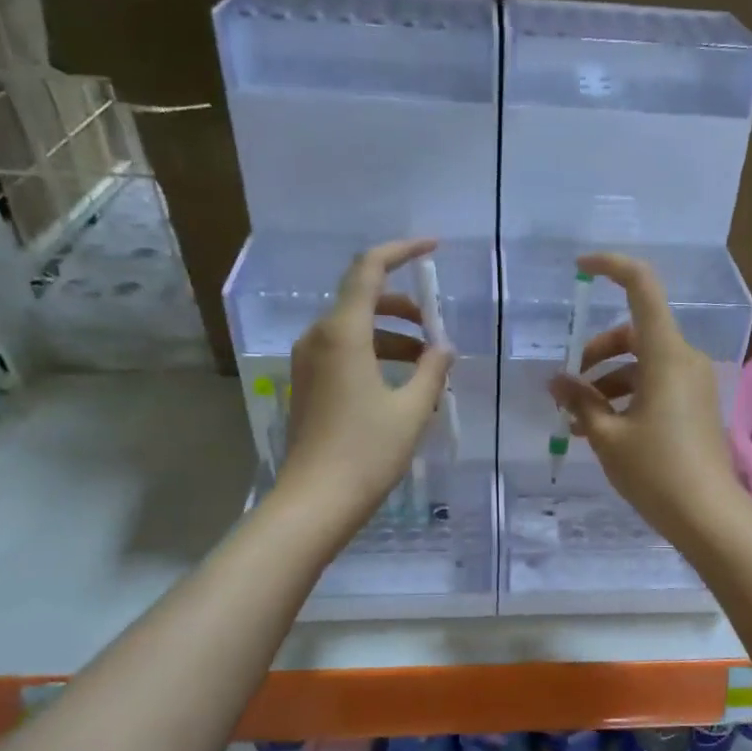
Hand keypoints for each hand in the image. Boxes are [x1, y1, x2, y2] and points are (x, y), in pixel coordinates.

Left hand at [279, 239, 453, 535]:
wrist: (315, 502)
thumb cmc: (367, 452)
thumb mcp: (412, 410)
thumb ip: (432, 370)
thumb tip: (443, 348)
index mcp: (343, 333)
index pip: (369, 269)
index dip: (402, 250)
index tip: (433, 248)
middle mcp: (318, 338)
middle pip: (362, 299)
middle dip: (404, 307)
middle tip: (436, 330)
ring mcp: (308, 362)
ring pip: (354, 329)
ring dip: (392, 337)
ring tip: (428, 366)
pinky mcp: (308, 385)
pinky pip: (344, 353)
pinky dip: (375, 355)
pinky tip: (401, 386)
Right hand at [549, 252, 739, 541]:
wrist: (708, 515)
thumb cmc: (656, 471)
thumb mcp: (607, 436)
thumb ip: (579, 401)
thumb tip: (557, 381)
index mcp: (665, 354)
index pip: (642, 287)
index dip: (612, 267)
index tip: (581, 268)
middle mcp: (684, 359)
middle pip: (635, 332)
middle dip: (597, 351)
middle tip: (569, 384)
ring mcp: (693, 382)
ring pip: (642, 363)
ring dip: (607, 382)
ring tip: (577, 420)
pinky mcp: (695, 404)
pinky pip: (655, 384)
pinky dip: (627, 396)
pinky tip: (601, 429)